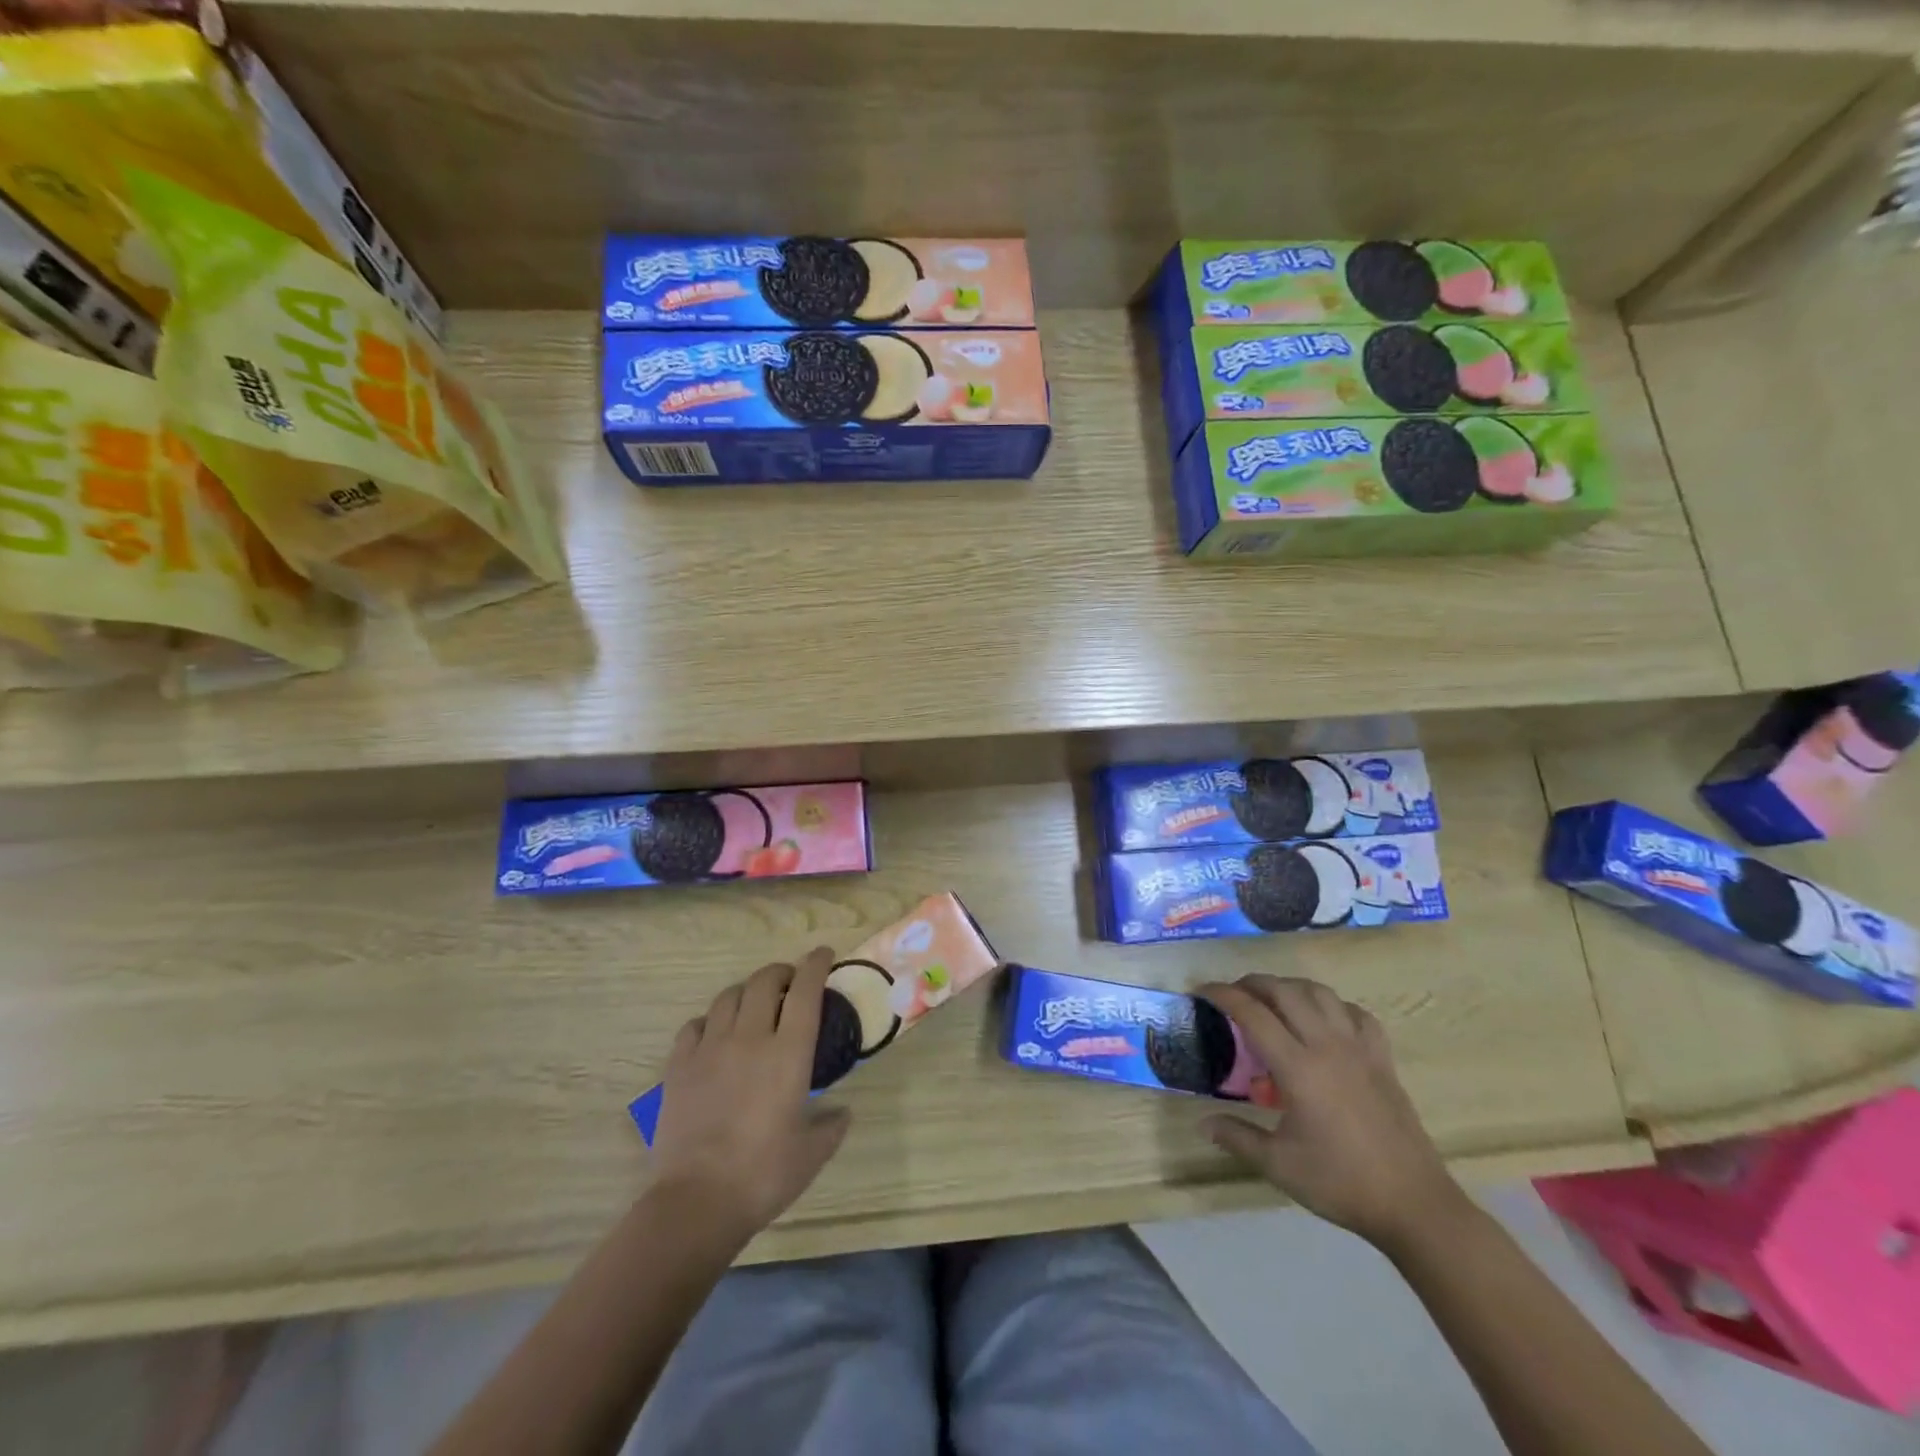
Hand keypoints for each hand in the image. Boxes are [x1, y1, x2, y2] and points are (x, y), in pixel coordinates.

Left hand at [648, 947, 851, 1249]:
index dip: (815, 965)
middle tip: (789, 982)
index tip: (823, 954)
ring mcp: (710, 1049)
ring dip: (746, 991)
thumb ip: (832, 1126)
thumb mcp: (812, 1153)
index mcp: (788, 1052)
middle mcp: (750, 1038)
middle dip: (780, 972)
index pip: (805, 990)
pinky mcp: (679, 1066)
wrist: (697, 1201)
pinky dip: (710, 1020)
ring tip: (753, 1003)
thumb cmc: (764, 1175)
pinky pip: (694, 1025)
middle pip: (764, 982)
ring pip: (728, 996)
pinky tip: (714, 1033)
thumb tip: (842, 1112)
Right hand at [1197, 975, 1464, 1248]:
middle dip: (1253, 983)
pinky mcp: (1383, 1059)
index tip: (1202, 990)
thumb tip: (1203, 1124)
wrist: (1414, 1204)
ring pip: (1321, 993)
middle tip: (1234, 994)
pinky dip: (1332, 1006)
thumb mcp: (1279, 1165)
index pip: (1252, 1013)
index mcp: (1298, 1067)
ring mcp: (1359, 1049)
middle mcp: (1327, 1046)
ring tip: (1274, 1000)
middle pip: (1285, 991)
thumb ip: (1237, 1137)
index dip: (1223, 994)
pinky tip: (1324, 1021)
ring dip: (1291, 987)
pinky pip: (1356, 1013)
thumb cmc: (1341, 1183)